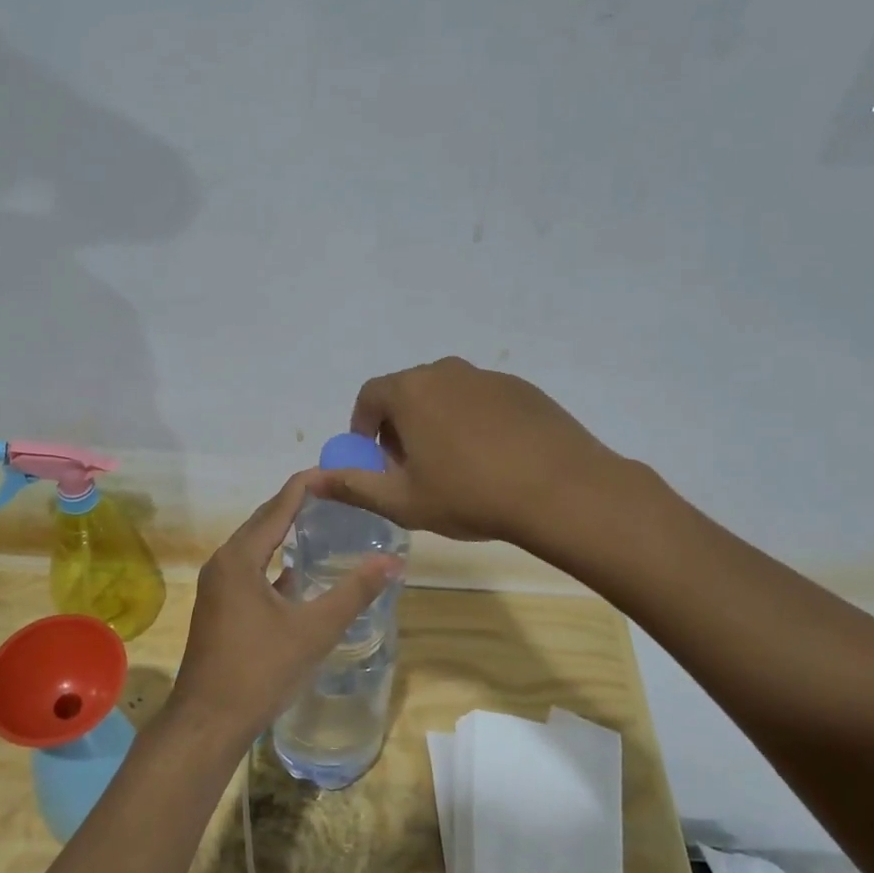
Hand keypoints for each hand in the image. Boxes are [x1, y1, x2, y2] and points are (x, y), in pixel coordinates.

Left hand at [165, 470, 399, 752]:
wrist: (208, 722)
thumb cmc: (260, 670)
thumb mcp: (314, 629)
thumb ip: (354, 592)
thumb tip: (393, 561)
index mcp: (240, 557)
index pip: (278, 506)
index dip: (307, 486)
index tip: (336, 471)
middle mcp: (224, 563)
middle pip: (264, 521)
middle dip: (297, 504)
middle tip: (336, 494)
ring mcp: (218, 586)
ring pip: (256, 547)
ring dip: (285, 533)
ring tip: (322, 523)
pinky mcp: (219, 607)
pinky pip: (251, 569)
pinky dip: (275, 562)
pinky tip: (299, 573)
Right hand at [311, 356, 615, 547]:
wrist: (562, 490)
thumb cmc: (470, 495)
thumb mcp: (403, 501)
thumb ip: (353, 486)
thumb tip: (311, 479)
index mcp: (411, 391)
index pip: (370, 396)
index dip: (364, 428)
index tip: (375, 459)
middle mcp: (446, 371)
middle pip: (408, 392)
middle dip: (400, 426)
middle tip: (412, 467)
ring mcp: (488, 376)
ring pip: (447, 395)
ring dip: (437, 422)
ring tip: (454, 465)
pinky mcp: (522, 388)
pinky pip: (482, 400)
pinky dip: (474, 422)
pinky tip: (493, 459)